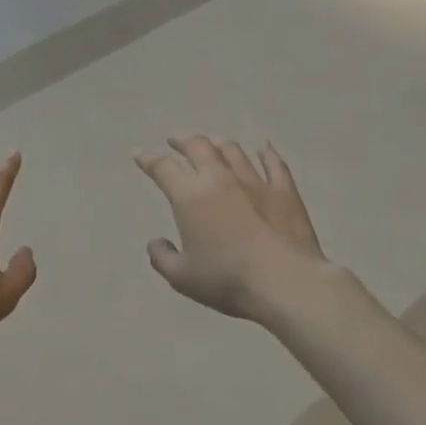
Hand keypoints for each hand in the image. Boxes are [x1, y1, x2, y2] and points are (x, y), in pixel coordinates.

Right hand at [135, 136, 331, 320]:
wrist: (286, 283)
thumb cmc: (228, 280)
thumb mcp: (182, 278)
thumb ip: (162, 258)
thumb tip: (156, 242)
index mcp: (190, 196)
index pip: (163, 168)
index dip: (148, 159)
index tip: (139, 154)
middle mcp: (219, 178)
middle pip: (198, 147)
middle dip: (183, 141)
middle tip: (175, 141)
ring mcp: (255, 181)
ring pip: (233, 151)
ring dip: (218, 143)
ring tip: (212, 142)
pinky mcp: (284, 192)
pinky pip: (274, 164)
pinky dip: (267, 153)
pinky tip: (264, 147)